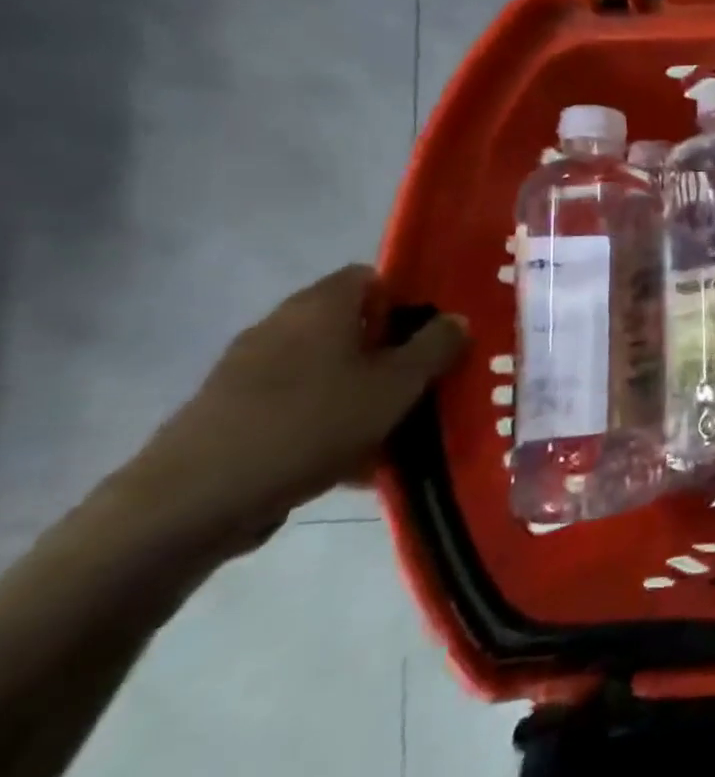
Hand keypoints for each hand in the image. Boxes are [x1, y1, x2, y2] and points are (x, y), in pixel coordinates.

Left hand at [124, 266, 467, 553]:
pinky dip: (327, 421)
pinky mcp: (231, 410)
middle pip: (351, 326)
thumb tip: (456, 319)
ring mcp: (249, 368)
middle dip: (389, 353)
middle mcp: (281, 324)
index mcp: (321, 306)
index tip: (433, 337)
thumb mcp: (398, 385)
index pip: (371, 277)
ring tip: (392, 431)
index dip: (407, 301)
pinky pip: (298, 403)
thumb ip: (435, 347)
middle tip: (422, 385)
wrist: (195, 499)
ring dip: (361, 391)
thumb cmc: (313, 424)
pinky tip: (349, 462)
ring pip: (327, 368)